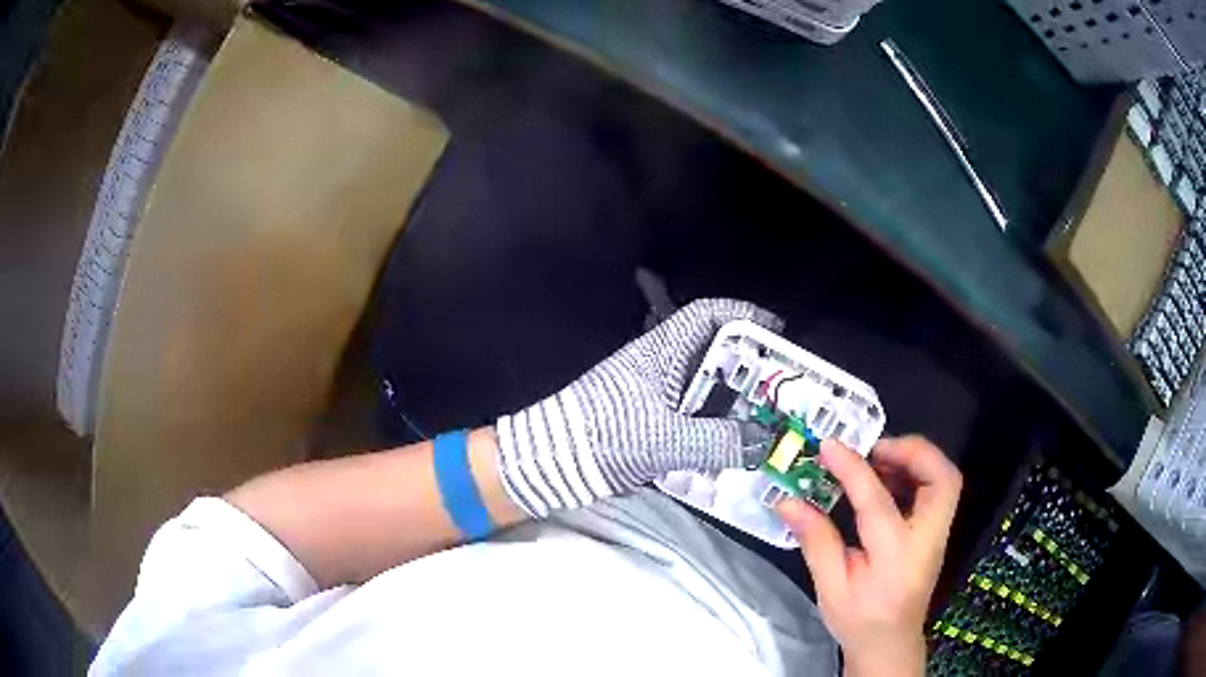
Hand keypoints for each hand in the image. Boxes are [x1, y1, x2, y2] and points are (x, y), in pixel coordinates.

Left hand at [495, 298, 780, 516]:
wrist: (552, 462)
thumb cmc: (605, 436)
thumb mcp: (665, 440)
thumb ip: (718, 441)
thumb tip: (765, 444)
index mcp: (663, 351)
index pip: (708, 314)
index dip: (745, 316)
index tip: (779, 334)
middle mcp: (662, 365)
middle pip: (715, 352)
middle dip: (751, 367)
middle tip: (784, 389)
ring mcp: (656, 393)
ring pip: (707, 386)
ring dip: (736, 400)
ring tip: (769, 420)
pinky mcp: (651, 420)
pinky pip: (695, 415)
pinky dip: (717, 425)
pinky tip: (735, 446)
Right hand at [777, 436, 961, 676]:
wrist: (889, 643)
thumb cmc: (859, 621)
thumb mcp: (830, 589)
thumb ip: (816, 542)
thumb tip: (788, 502)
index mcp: (895, 558)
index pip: (878, 502)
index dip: (853, 469)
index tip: (829, 446)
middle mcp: (927, 540)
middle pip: (943, 480)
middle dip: (913, 452)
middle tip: (874, 448)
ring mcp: (938, 535)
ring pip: (945, 480)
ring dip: (915, 460)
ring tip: (877, 459)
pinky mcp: (936, 533)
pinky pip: (937, 490)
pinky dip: (915, 474)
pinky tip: (886, 481)